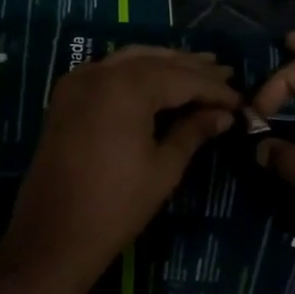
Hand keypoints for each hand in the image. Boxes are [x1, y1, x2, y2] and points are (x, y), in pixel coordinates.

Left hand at [0, 47, 239, 286]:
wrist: (54, 235)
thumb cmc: (116, 205)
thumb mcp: (164, 168)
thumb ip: (194, 132)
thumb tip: (224, 115)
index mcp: (127, 88)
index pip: (182, 78)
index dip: (214, 89)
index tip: (240, 100)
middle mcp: (100, 73)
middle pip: (156, 62)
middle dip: (192, 68)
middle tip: (226, 73)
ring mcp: (78, 81)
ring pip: (131, 59)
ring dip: (165, 64)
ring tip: (198, 69)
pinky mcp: (66, 96)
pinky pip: (108, 70)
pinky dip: (135, 70)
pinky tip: (156, 80)